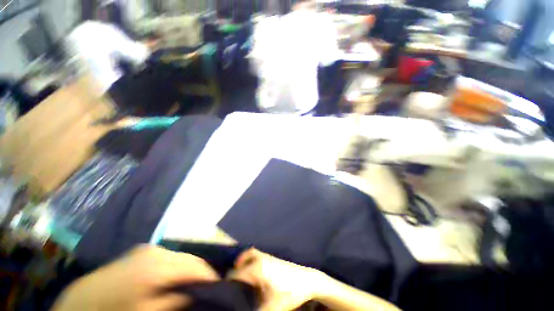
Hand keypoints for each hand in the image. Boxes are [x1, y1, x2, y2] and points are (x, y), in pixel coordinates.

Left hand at [52, 245, 219, 310]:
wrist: (78, 302)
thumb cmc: (113, 310)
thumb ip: (175, 301)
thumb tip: (199, 293)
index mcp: (157, 265)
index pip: (196, 267)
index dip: (209, 277)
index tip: (219, 288)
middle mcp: (157, 251)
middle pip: (190, 259)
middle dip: (201, 273)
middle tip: (207, 288)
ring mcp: (148, 249)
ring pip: (180, 257)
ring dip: (189, 271)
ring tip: (193, 286)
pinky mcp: (142, 252)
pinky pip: (169, 258)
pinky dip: (177, 267)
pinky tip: (174, 279)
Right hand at [230, 248, 325, 310]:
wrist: (307, 280)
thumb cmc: (289, 293)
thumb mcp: (271, 308)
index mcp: (257, 269)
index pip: (235, 274)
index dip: (226, 283)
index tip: (219, 292)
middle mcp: (260, 258)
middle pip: (241, 259)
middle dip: (233, 270)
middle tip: (227, 283)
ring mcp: (267, 256)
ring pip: (249, 253)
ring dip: (242, 260)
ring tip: (236, 273)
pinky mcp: (271, 257)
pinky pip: (255, 253)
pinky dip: (249, 258)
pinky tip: (251, 269)